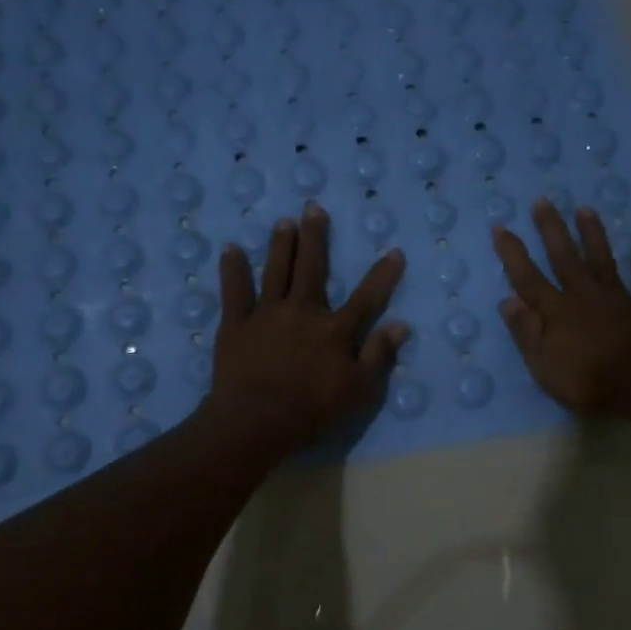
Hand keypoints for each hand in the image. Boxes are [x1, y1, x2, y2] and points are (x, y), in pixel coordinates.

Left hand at [207, 203, 408, 451]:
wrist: (256, 421)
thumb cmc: (312, 410)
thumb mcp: (359, 391)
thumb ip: (379, 356)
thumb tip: (400, 325)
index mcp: (335, 331)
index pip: (367, 298)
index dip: (382, 275)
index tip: (395, 251)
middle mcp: (303, 312)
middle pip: (312, 269)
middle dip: (315, 238)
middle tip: (314, 208)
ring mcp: (267, 315)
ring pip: (275, 272)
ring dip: (280, 245)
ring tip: (283, 221)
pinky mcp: (236, 325)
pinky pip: (234, 292)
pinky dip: (233, 270)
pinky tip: (230, 249)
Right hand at [492, 200, 630, 414]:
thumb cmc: (589, 380)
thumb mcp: (544, 365)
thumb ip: (526, 332)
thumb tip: (508, 300)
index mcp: (558, 311)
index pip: (528, 279)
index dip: (513, 254)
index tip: (501, 228)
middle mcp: (585, 295)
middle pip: (565, 258)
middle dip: (552, 230)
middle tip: (543, 201)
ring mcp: (619, 298)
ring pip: (603, 260)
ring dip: (593, 235)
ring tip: (585, 209)